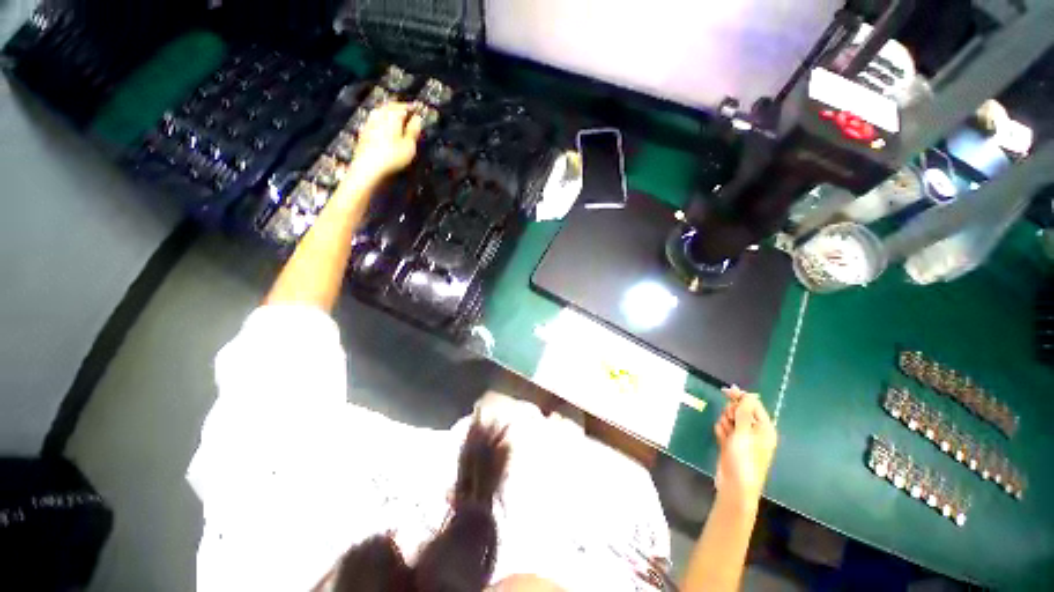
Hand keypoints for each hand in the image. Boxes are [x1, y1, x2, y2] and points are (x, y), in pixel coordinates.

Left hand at [348, 102, 423, 182]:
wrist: (368, 168)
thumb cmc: (393, 157)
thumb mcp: (409, 146)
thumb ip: (413, 131)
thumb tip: (417, 118)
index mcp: (392, 115)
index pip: (404, 107)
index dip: (413, 107)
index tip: (420, 108)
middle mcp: (379, 115)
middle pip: (390, 107)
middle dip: (400, 107)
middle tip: (408, 111)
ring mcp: (369, 123)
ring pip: (381, 112)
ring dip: (389, 113)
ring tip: (397, 118)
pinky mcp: (363, 132)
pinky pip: (375, 120)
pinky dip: (382, 120)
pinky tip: (384, 127)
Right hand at [713, 386, 777, 505]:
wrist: (735, 485)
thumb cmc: (744, 459)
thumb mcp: (744, 433)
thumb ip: (744, 412)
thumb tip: (748, 394)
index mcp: (764, 429)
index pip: (753, 405)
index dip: (741, 397)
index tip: (726, 391)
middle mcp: (755, 432)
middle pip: (739, 411)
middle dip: (731, 412)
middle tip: (729, 421)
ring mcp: (743, 439)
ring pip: (729, 419)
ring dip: (724, 423)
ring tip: (726, 434)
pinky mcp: (732, 444)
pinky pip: (724, 430)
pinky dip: (721, 432)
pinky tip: (722, 440)